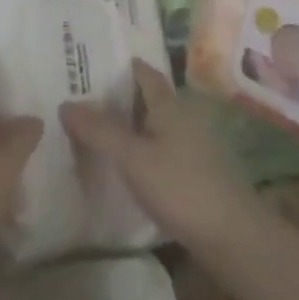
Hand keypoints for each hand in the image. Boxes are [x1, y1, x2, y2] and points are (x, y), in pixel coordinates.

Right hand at [60, 62, 267, 256]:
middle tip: (83, 97)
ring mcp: (194, 146)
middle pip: (149, 98)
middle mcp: (184, 117)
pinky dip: (142, 148)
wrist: (233, 236)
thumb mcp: (133, 158)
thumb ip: (99, 131)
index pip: (144, 73)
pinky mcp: (197, 173)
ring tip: (96, 130)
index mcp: (169, 105)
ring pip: (155, 125)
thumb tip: (65, 103)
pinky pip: (162, 149)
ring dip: (131, 125)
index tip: (92, 63)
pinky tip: (126, 164)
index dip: (122, 66)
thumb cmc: (181, 187)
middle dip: (120, 96)